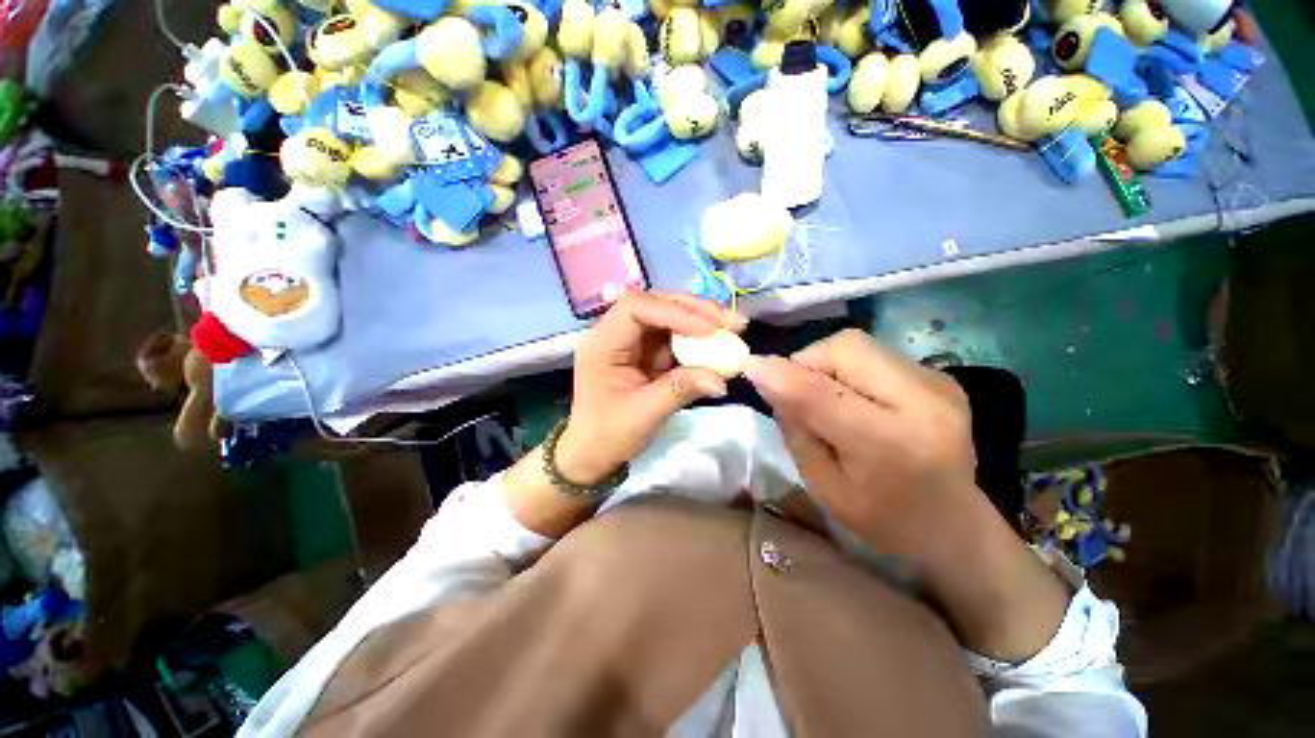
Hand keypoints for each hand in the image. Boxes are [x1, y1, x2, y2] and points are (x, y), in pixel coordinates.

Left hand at [556, 291, 745, 484]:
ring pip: (669, 315)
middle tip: (732, 322)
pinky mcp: (648, 352)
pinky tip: (718, 342)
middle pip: (656, 303)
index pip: (636, 307)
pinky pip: (676, 336)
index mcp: (603, 343)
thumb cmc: (608, 434)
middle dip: (695, 310)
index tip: (709, 330)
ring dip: (701, 319)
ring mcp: (634, 341)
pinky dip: (699, 338)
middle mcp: (616, 333)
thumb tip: (721, 379)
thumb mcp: (643, 415)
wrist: (594, 452)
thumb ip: (680, 390)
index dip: (674, 312)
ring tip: (732, 328)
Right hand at [744, 330, 1069, 659]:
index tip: (749, 367)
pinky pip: (871, 353)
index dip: (781, 375)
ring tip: (826, 398)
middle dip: (806, 362)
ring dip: (824, 364)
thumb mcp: (825, 486)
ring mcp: (937, 382)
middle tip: (795, 392)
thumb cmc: (882, 519)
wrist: (955, 524)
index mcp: (892, 446)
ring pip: (855, 344)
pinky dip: (845, 367)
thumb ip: (796, 430)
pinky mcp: (937, 375)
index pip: (823, 394)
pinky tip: (854, 397)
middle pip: (845, 348)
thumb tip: (768, 378)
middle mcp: (923, 402)